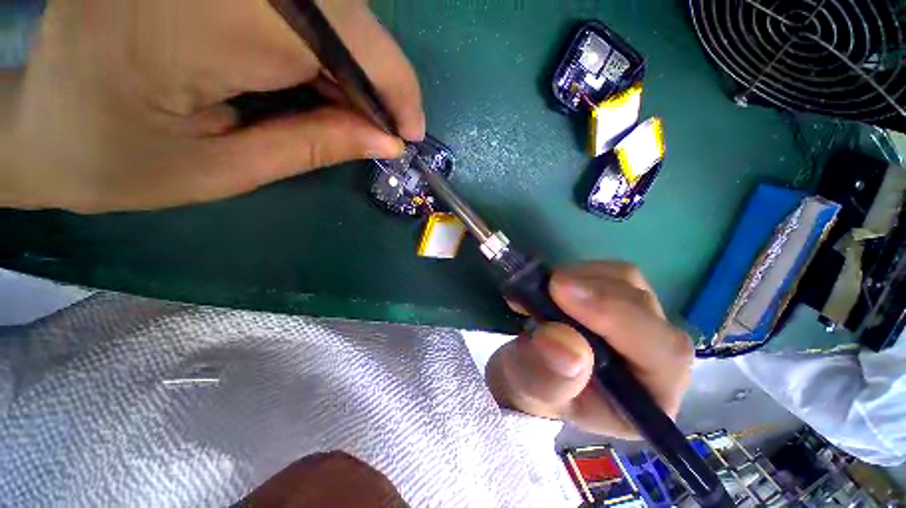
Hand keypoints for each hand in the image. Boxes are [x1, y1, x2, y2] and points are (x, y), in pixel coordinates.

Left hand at [2, 0, 423, 211]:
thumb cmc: (116, 161)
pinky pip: (298, 2)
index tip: (408, 130)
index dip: (390, 83)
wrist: (41, 123)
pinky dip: (325, 44)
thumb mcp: (226, 169)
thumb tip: (387, 140)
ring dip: (352, 60)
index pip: (335, 35)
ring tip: (349, 109)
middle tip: (381, 125)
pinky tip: (318, 79)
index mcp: (188, 24)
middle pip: (337, 8)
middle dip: (375, 73)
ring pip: (325, 2)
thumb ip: (314, 146)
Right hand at [486, 262, 692, 438]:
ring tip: (545, 292)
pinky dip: (577, 272)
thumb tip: (561, 341)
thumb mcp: (532, 392)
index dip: (615, 316)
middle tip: (547, 287)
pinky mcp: (618, 299)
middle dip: (592, 292)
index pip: (660, 353)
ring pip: (627, 282)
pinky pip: (607, 273)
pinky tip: (552, 287)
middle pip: (644, 308)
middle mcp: (655, 357)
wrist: (530, 372)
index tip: (562, 292)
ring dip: (582, 279)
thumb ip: (547, 378)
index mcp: (648, 397)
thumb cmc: (535, 391)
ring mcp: (638, 322)